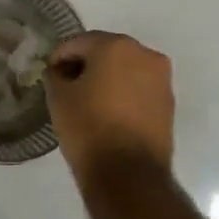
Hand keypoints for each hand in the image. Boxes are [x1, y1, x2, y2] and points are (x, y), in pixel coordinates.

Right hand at [46, 32, 174, 181]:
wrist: (129, 175)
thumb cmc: (89, 128)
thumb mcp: (58, 98)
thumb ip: (55, 76)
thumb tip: (59, 72)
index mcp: (116, 45)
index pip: (78, 43)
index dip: (60, 58)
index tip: (49, 75)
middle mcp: (144, 54)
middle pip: (106, 52)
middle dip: (86, 65)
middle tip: (67, 85)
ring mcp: (161, 79)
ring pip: (125, 70)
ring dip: (106, 79)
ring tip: (88, 101)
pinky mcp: (169, 104)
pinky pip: (139, 88)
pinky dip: (123, 94)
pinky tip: (108, 112)